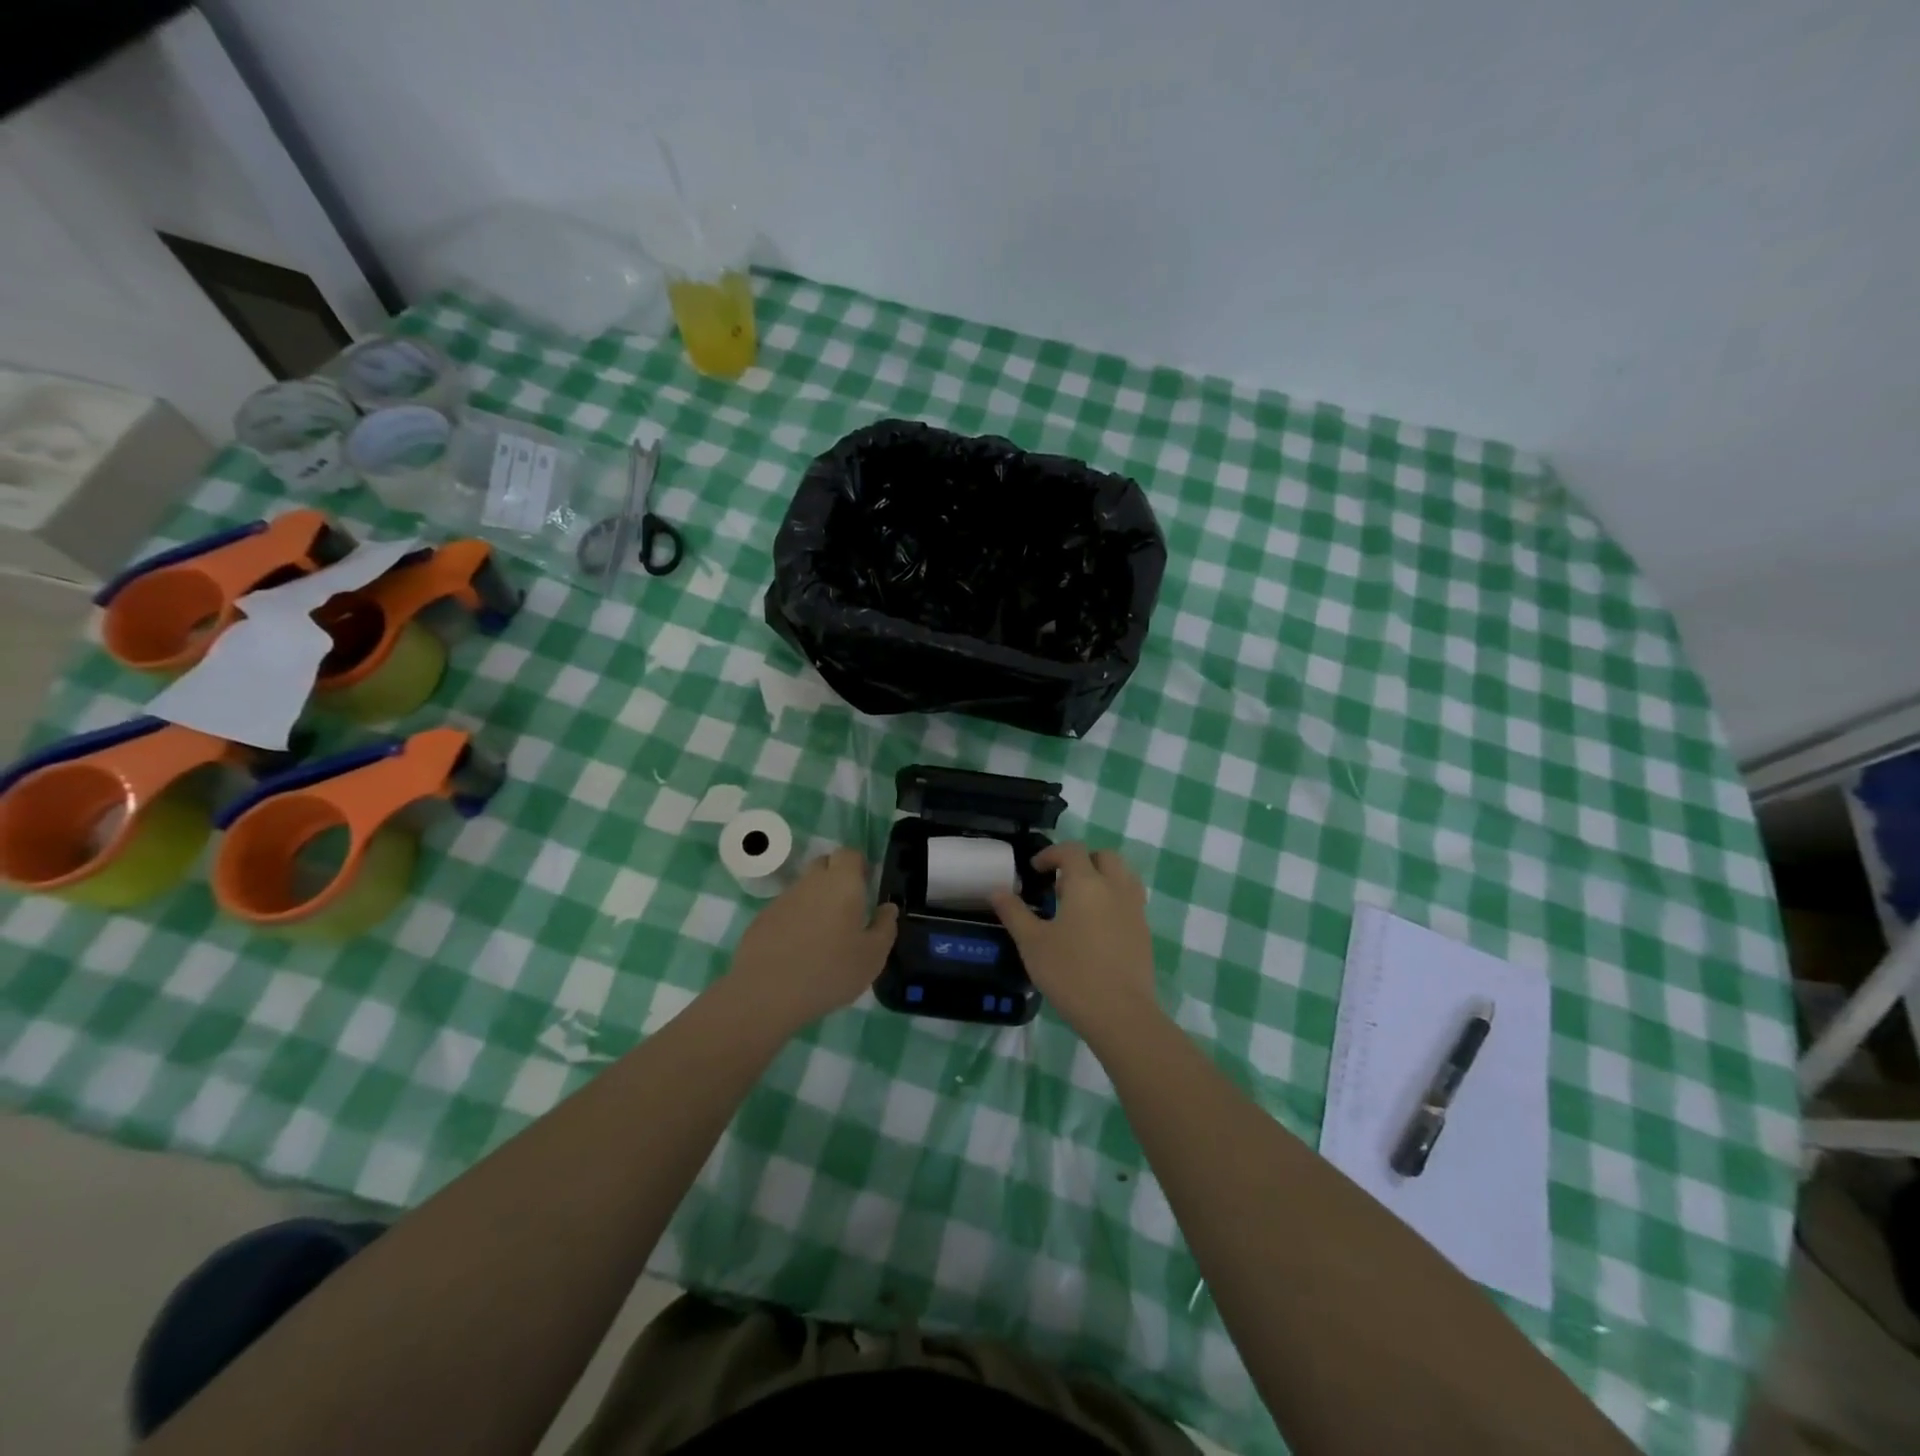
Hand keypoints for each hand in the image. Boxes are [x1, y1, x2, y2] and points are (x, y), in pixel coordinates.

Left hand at [726, 848, 898, 1033]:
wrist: (766, 992)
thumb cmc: (830, 971)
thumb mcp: (873, 956)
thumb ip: (885, 927)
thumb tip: (888, 908)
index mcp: (842, 883)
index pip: (849, 854)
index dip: (858, 865)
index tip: (866, 885)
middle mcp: (811, 882)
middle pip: (824, 865)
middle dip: (836, 877)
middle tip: (847, 908)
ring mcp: (783, 899)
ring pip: (804, 889)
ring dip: (815, 902)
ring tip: (823, 936)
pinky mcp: (762, 918)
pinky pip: (786, 910)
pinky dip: (795, 921)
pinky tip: (797, 950)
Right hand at [990, 843, 1159, 1038]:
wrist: (1120, 1014)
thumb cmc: (1071, 973)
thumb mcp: (1032, 943)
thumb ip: (1014, 913)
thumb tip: (997, 891)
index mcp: (1087, 883)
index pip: (1072, 851)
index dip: (1051, 854)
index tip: (1035, 870)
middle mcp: (1115, 888)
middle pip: (1104, 857)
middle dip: (1081, 861)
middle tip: (1060, 885)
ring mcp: (1135, 910)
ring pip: (1122, 876)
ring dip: (1101, 878)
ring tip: (1079, 904)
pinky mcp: (1145, 932)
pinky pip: (1130, 901)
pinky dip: (1113, 900)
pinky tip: (1096, 928)